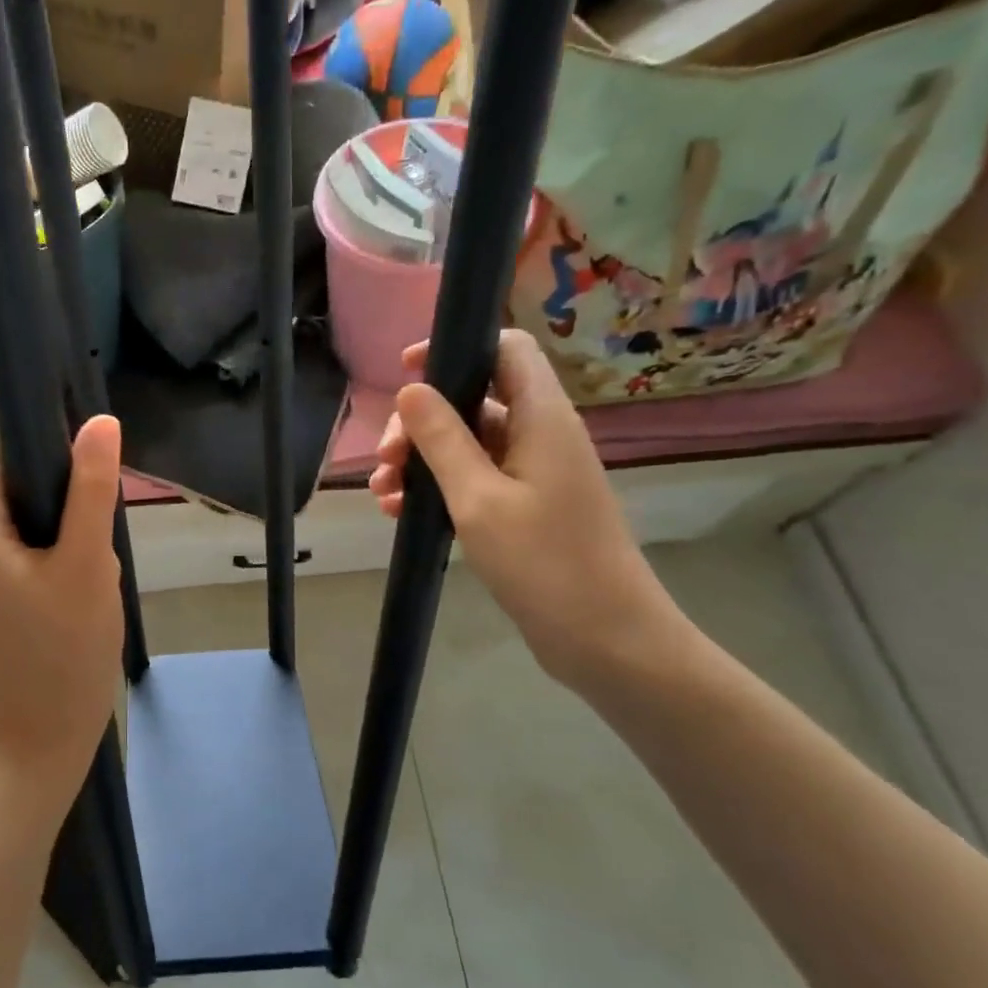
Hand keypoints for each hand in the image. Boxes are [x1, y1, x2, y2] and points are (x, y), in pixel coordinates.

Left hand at [0, 417, 124, 793]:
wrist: (46, 734)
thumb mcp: (87, 562)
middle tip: (97, 513)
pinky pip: (17, 540)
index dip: (38, 436)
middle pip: (5, 479)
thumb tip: (100, 421)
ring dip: (58, 515)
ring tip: (92, 549)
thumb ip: (91, 489)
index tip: (86, 451)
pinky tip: (79, 568)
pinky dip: (51, 540)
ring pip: (17, 510)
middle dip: (56, 484)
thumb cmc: (67, 648)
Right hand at [368, 332, 684, 688]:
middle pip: (473, 399)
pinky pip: (474, 479)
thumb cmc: (544, 562)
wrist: (605, 638)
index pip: (504, 349)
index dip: (454, 348)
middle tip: (384, 460)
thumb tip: (410, 390)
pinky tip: (400, 512)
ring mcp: (533, 473)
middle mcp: (540, 434)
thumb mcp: (479, 499)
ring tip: (382, 494)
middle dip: (421, 422)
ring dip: (420, 460)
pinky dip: (437, 487)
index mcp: (541, 417)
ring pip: (467, 444)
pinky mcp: (526, 507)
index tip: (404, 372)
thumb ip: (442, 440)